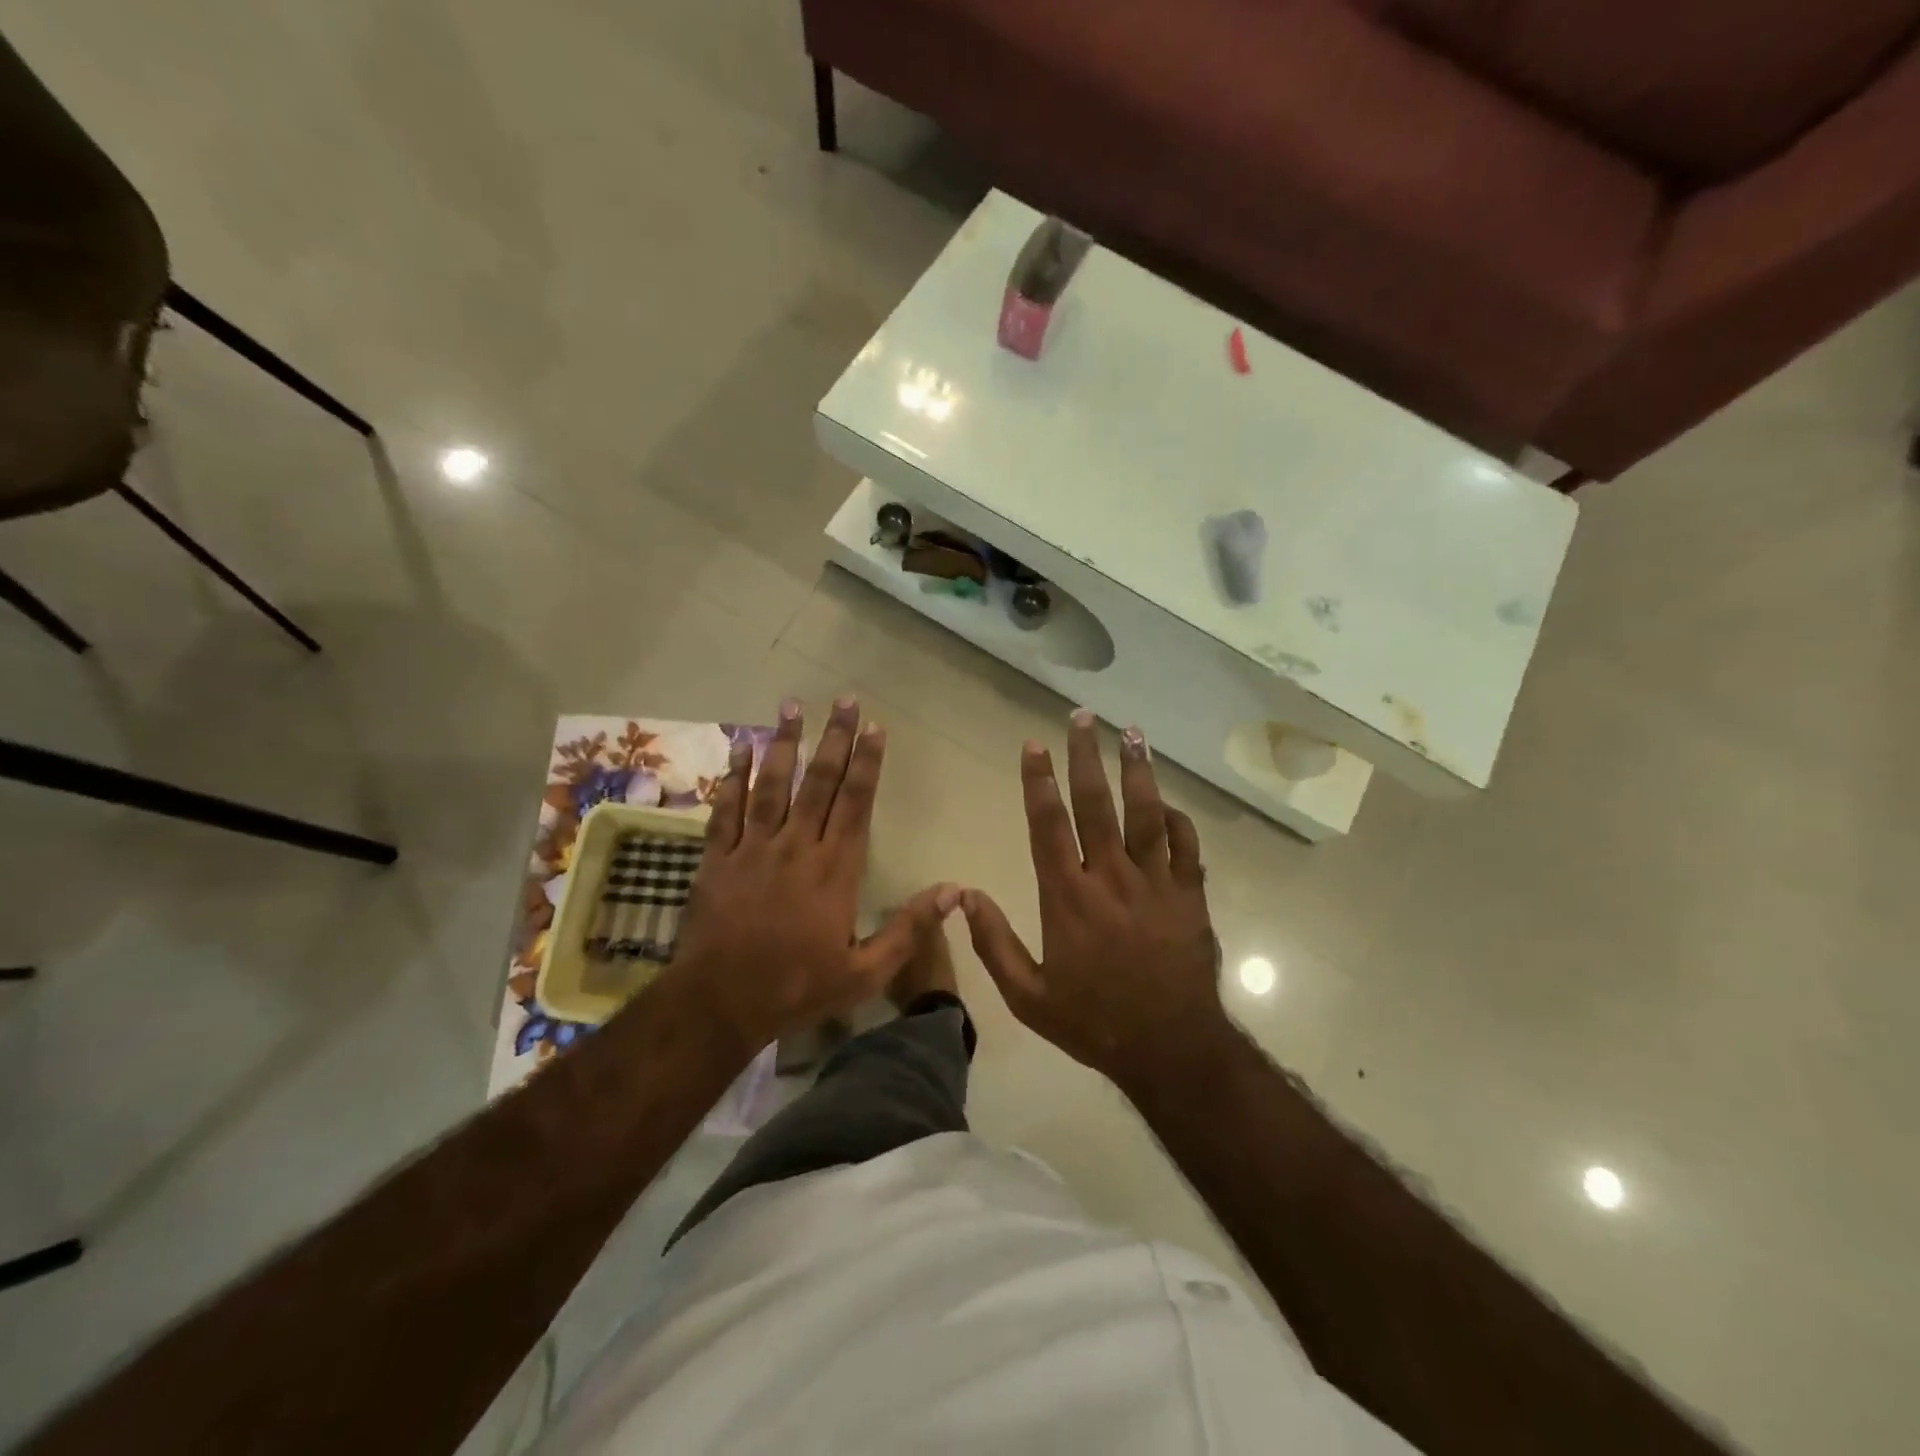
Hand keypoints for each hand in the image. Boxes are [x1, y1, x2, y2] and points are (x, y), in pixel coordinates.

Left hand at [670, 695, 958, 1052]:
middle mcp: (796, 847)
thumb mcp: (865, 973)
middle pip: (818, 783)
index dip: (867, 763)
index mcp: (834, 870)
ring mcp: (753, 849)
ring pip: (772, 785)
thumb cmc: (796, 988)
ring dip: (785, 744)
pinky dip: (733, 776)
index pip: (856, 803)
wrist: (719, 1004)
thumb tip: (955, 892)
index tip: (874, 727)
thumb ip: (909, 930)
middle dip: (834, 738)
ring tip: (793, 706)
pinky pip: (726, 809)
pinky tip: (741, 747)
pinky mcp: (718, 859)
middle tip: (843, 699)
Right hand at [963, 711, 1227, 1089]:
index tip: (1034, 745)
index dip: (1039, 782)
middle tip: (1083, 717)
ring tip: (1133, 733)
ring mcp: (1156, 883)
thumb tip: (963, 895)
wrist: (1170, 1048)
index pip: (1049, 825)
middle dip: (1087, 757)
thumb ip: (993, 944)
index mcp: (1068, 898)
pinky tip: (1169, 801)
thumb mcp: (1028, 996)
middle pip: (1097, 805)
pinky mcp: (1190, 896)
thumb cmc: (1093, 1021)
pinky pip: (1187, 846)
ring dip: (1138, 771)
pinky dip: (1178, 820)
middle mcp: (1111, 878)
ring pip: (1146, 814)